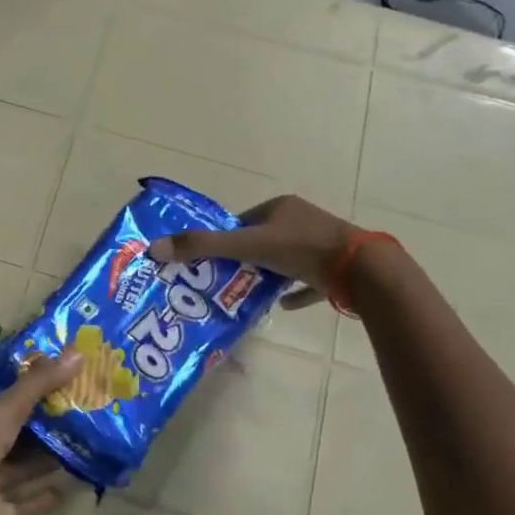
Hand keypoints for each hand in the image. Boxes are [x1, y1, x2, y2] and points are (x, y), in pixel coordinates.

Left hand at [0, 354, 81, 514]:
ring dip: (49, 461)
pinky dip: (44, 498)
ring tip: (86, 448)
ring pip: (24, 469)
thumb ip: (39, 384)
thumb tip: (78, 353)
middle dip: (48, 427)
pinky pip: (25, 504)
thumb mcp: (6, 409)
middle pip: (19, 436)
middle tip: (87, 415)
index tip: (68, 383)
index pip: (8, 403)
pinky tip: (69, 489)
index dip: (35, 392)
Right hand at [150, 194, 357, 309]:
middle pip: (262, 240)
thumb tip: (154, 247)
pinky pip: (307, 280)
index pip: (242, 221)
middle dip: (243, 259)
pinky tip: (281, 306)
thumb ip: (202, 247)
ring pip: (285, 260)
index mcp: (281, 208)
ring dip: (267, 275)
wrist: (360, 271)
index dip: (224, 240)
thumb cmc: (300, 250)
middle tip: (222, 280)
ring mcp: (321, 245)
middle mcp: (301, 221)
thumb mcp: (246, 246)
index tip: (208, 261)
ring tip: (245, 294)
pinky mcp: (335, 269)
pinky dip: (294, 292)